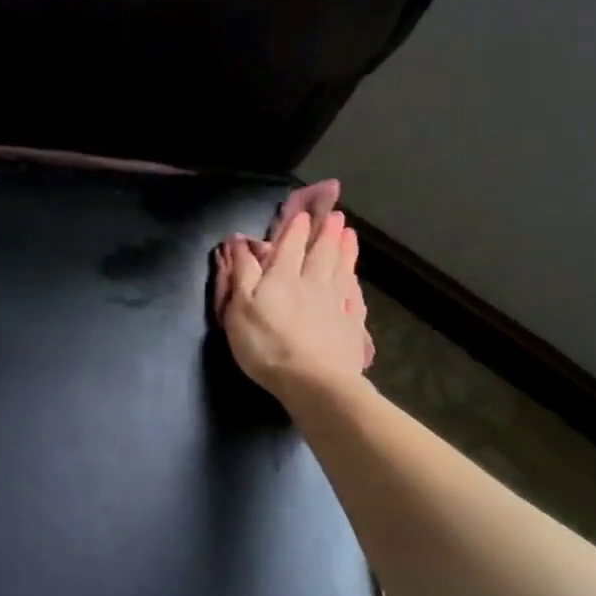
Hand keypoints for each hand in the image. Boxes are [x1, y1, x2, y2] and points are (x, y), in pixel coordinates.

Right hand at [213, 211, 371, 399]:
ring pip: (342, 271)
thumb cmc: (267, 345)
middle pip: (322, 253)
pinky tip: (356, 281)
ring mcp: (336, 305)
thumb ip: (242, 273)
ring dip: (346, 251)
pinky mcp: (352, 327)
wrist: (313, 382)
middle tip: (336, 216)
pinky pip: (355, 300)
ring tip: (350, 235)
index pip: (290, 245)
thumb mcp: (240, 307)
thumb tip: (239, 241)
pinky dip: (355, 286)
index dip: (295, 227)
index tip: (302, 213)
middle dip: (326, 233)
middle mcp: (313, 283)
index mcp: (283, 277)